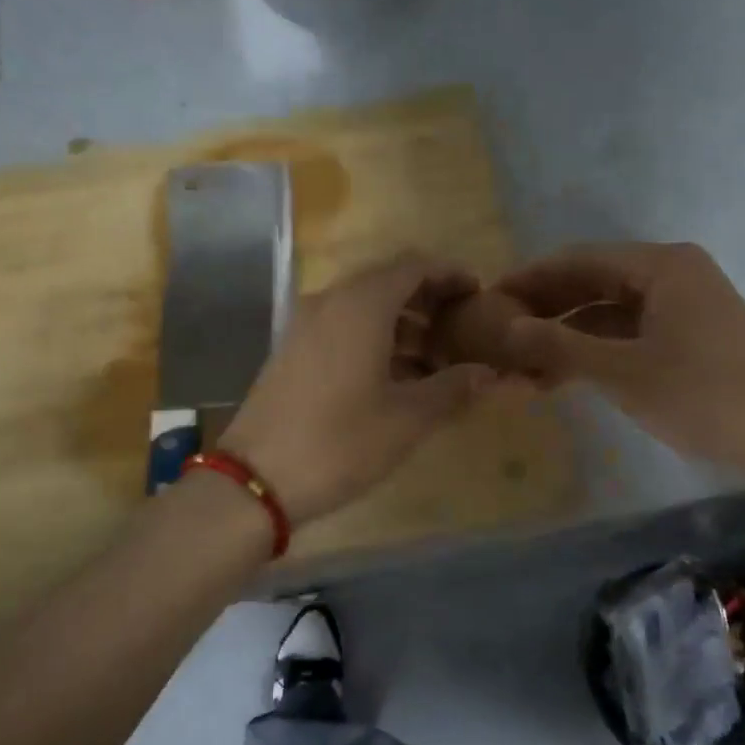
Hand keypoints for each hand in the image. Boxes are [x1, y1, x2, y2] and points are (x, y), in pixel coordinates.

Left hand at [220, 253, 497, 525]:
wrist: (255, 479)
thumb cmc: (340, 443)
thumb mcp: (407, 419)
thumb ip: (453, 388)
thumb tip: (489, 374)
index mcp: (361, 305)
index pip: (414, 265)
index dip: (450, 275)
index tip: (479, 296)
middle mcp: (330, 301)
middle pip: (388, 281)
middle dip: (429, 300)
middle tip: (462, 330)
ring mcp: (305, 324)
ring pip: (364, 306)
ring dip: (403, 323)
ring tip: (436, 361)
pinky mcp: (292, 350)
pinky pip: (342, 327)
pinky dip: (374, 338)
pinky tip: (395, 376)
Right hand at [497, 241, 744, 480]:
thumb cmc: (703, 394)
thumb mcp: (621, 371)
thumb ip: (559, 346)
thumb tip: (505, 328)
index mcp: (660, 265)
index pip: (578, 260)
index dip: (530, 279)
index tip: (488, 300)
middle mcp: (671, 275)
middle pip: (592, 283)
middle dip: (545, 310)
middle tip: (498, 335)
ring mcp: (683, 307)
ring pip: (608, 313)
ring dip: (566, 337)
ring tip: (521, 366)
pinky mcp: (689, 338)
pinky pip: (628, 334)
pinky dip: (594, 352)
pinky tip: (560, 378)